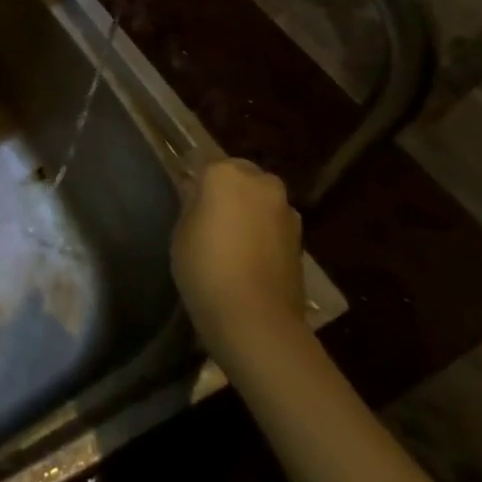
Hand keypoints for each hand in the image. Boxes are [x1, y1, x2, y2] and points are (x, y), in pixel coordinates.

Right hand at [172, 159, 307, 361]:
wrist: (256, 319)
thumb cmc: (206, 266)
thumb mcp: (181, 230)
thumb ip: (190, 202)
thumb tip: (194, 189)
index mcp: (226, 173)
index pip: (203, 162)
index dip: (193, 180)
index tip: (183, 197)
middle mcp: (261, 183)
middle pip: (239, 176)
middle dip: (226, 190)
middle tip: (207, 215)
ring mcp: (286, 211)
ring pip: (259, 200)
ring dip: (248, 210)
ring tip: (229, 239)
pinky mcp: (300, 240)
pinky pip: (272, 225)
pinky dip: (262, 232)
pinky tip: (248, 256)